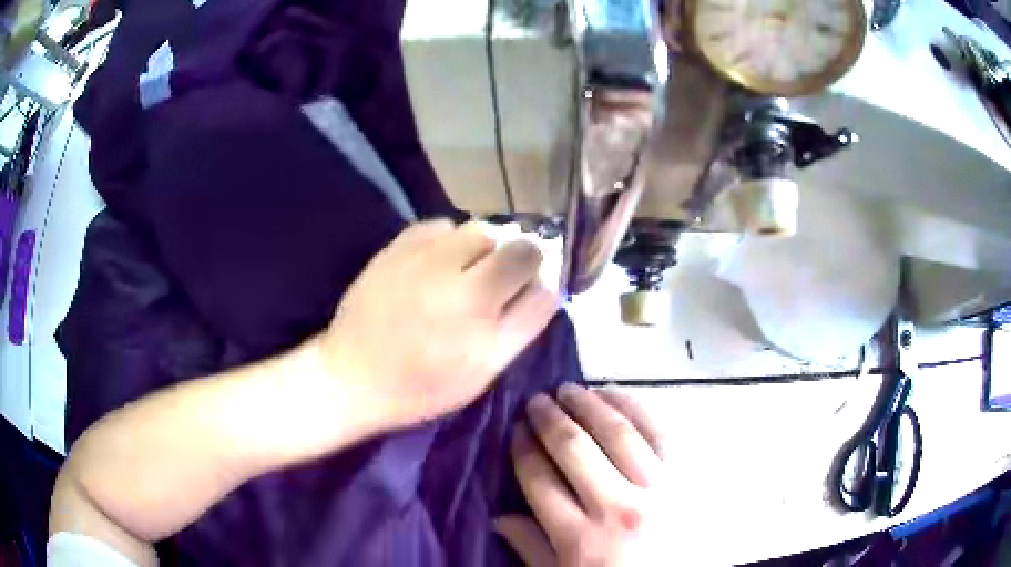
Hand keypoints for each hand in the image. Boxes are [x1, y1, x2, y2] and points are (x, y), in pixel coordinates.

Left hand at [317, 219, 558, 432]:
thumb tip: (548, 284)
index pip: (531, 259)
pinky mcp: (396, 247)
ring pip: (475, 229)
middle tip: (490, 287)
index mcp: (477, 305)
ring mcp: (421, 254)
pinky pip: (439, 226)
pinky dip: (447, 242)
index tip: (523, 288)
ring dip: (480, 249)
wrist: (354, 376)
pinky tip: (435, 266)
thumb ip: (523, 324)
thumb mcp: (484, 370)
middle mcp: (452, 271)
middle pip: (507, 239)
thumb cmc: (423, 385)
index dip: (535, 271)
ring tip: (461, 276)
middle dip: (510, 260)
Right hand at [496, 384, 668, 565]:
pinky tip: (614, 394)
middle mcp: (617, 508)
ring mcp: (657, 488)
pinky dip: (634, 406)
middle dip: (549, 419)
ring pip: (617, 432)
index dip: (524, 449)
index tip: (516, 429)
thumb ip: (532, 548)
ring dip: (588, 404)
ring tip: (569, 390)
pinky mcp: (686, 476)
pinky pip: (659, 430)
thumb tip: (500, 516)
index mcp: (581, 539)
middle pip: (575, 449)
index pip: (540, 480)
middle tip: (536, 401)